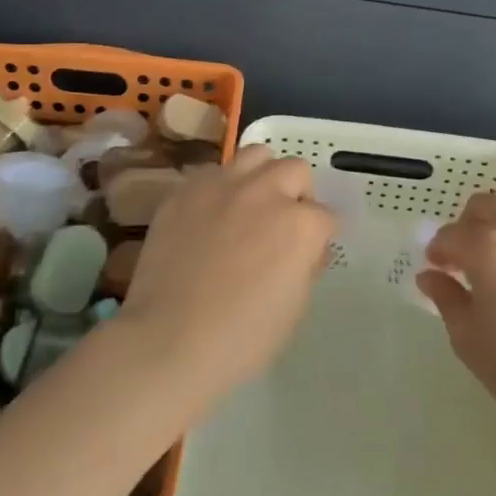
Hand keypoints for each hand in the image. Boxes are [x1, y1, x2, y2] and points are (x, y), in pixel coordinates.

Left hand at [113, 144, 332, 406]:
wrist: (169, 340)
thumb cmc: (242, 338)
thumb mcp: (294, 307)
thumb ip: (305, 264)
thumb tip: (304, 249)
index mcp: (300, 224)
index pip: (326, 217)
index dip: (319, 238)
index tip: (308, 254)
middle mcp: (265, 192)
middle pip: (296, 170)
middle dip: (297, 194)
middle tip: (282, 224)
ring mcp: (223, 185)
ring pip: (256, 155)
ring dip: (262, 175)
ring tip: (251, 203)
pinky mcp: (186, 190)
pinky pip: (213, 172)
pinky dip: (221, 188)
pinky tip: (211, 214)